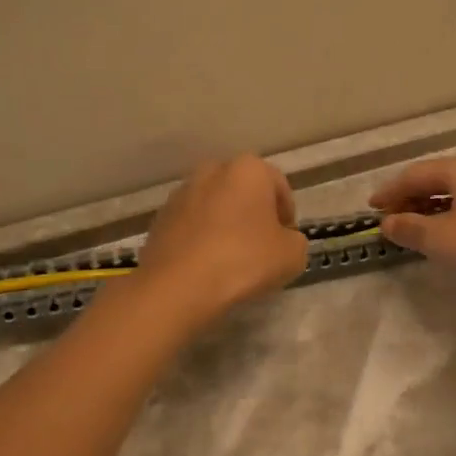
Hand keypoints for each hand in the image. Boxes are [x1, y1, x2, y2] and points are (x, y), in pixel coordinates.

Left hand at [137, 156, 309, 327]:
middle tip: (261, 246)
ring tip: (231, 258)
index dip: (287, 215)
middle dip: (253, 213)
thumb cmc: (244, 260)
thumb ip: (295, 240)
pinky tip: (206, 264)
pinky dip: (201, 237)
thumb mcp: (292, 255)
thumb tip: (283, 240)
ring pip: (215, 206)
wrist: (178, 286)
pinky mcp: (160, 217)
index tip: (286, 240)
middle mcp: (212, 170)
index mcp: (249, 169)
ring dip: (225, 223)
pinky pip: (191, 224)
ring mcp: (181, 193)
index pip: (279, 186)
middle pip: (243, 191)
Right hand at [370, 154, 455, 307]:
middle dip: (411, 197)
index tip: (371, 208)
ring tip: (416, 226)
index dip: (390, 191)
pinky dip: (455, 213)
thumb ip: (409, 227)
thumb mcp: (439, 239)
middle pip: (438, 178)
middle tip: (391, 218)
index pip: (415, 174)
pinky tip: (450, 232)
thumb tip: (388, 222)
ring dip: (433, 207)